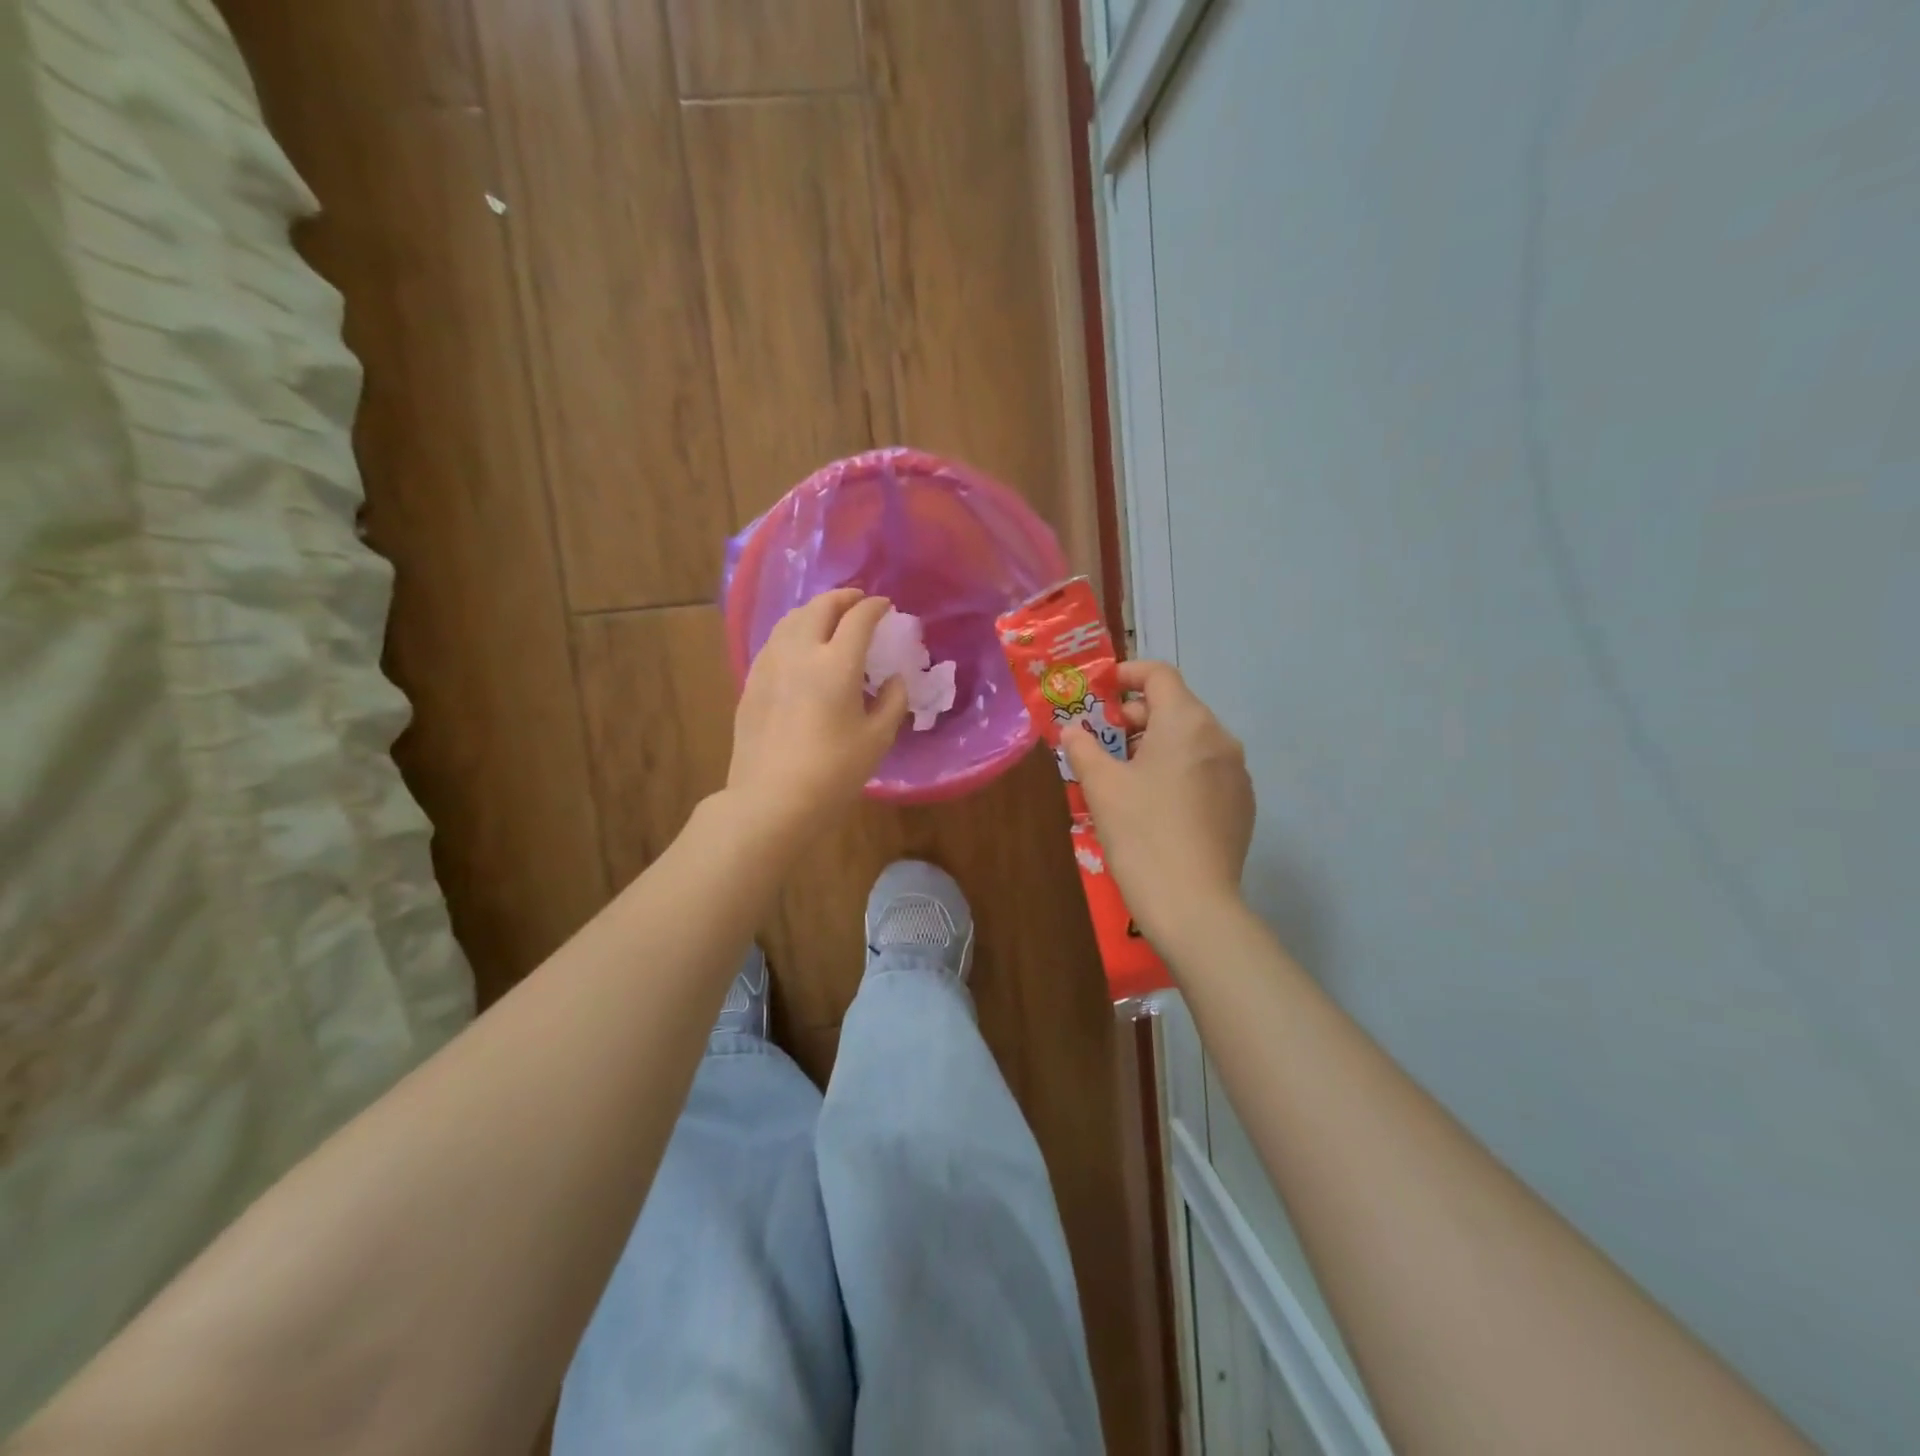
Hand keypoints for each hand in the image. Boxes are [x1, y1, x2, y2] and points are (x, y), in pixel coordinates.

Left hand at [728, 589, 909, 841]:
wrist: (772, 799)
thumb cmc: (834, 772)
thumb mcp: (877, 739)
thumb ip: (892, 701)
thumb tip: (894, 680)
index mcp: (836, 663)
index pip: (858, 618)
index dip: (875, 607)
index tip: (886, 606)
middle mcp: (800, 652)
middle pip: (819, 608)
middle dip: (842, 598)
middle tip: (857, 601)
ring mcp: (770, 665)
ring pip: (791, 620)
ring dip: (814, 611)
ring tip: (828, 618)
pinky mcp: (752, 682)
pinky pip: (775, 642)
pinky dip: (793, 632)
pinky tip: (799, 648)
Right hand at [1062, 660, 1253, 946]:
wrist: (1193, 904)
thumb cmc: (1141, 834)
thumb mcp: (1101, 786)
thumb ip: (1083, 747)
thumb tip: (1072, 730)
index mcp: (1187, 722)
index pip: (1159, 675)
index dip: (1127, 674)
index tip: (1101, 691)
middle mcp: (1220, 738)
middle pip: (1176, 707)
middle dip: (1136, 716)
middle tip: (1103, 741)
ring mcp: (1237, 772)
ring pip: (1192, 741)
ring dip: (1157, 745)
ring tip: (1125, 775)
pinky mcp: (1242, 804)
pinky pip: (1206, 770)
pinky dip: (1179, 770)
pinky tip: (1157, 804)